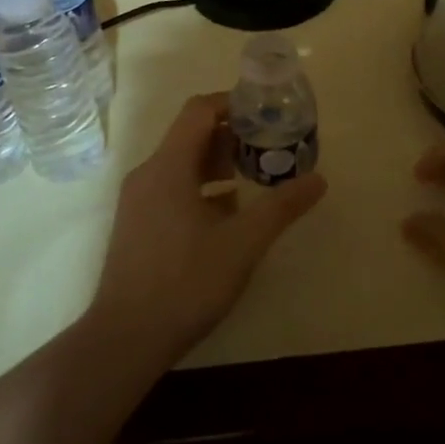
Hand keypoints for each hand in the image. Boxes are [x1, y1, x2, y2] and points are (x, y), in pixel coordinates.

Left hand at [85, 94, 326, 366]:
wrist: (125, 340)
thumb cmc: (185, 282)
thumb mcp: (243, 243)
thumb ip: (281, 207)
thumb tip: (319, 179)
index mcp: (168, 166)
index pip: (199, 110)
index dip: (232, 103)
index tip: (265, 113)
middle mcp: (148, 174)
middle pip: (191, 135)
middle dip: (231, 137)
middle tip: (267, 148)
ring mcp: (138, 201)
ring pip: (181, 164)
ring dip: (217, 164)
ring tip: (252, 179)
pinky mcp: (136, 226)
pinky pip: (171, 188)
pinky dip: (200, 188)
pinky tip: (226, 216)